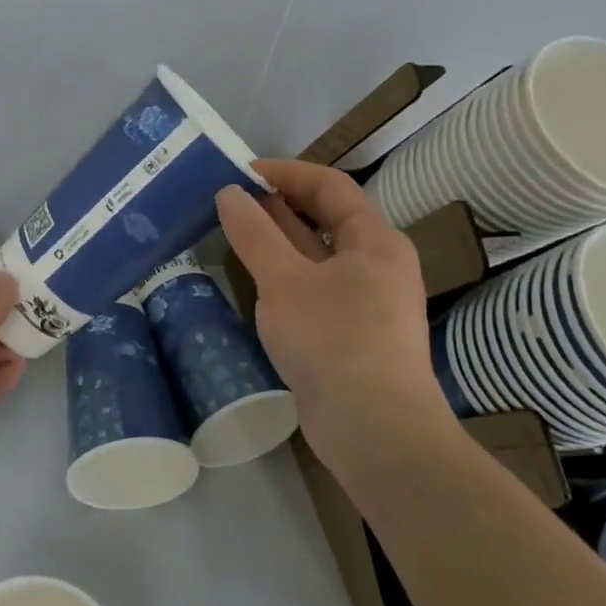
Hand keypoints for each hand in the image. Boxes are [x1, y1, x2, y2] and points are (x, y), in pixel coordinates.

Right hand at [216, 159, 450, 459]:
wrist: (376, 433)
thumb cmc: (333, 342)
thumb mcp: (284, 281)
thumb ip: (254, 233)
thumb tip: (229, 193)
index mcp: (374, 241)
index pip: (330, 186)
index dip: (285, 172)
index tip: (240, 172)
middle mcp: (376, 264)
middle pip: (324, 218)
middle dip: (277, 205)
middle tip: (229, 200)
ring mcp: (365, 301)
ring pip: (316, 255)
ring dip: (276, 240)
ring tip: (232, 232)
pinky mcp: (350, 333)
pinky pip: (313, 287)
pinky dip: (283, 274)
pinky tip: (252, 279)